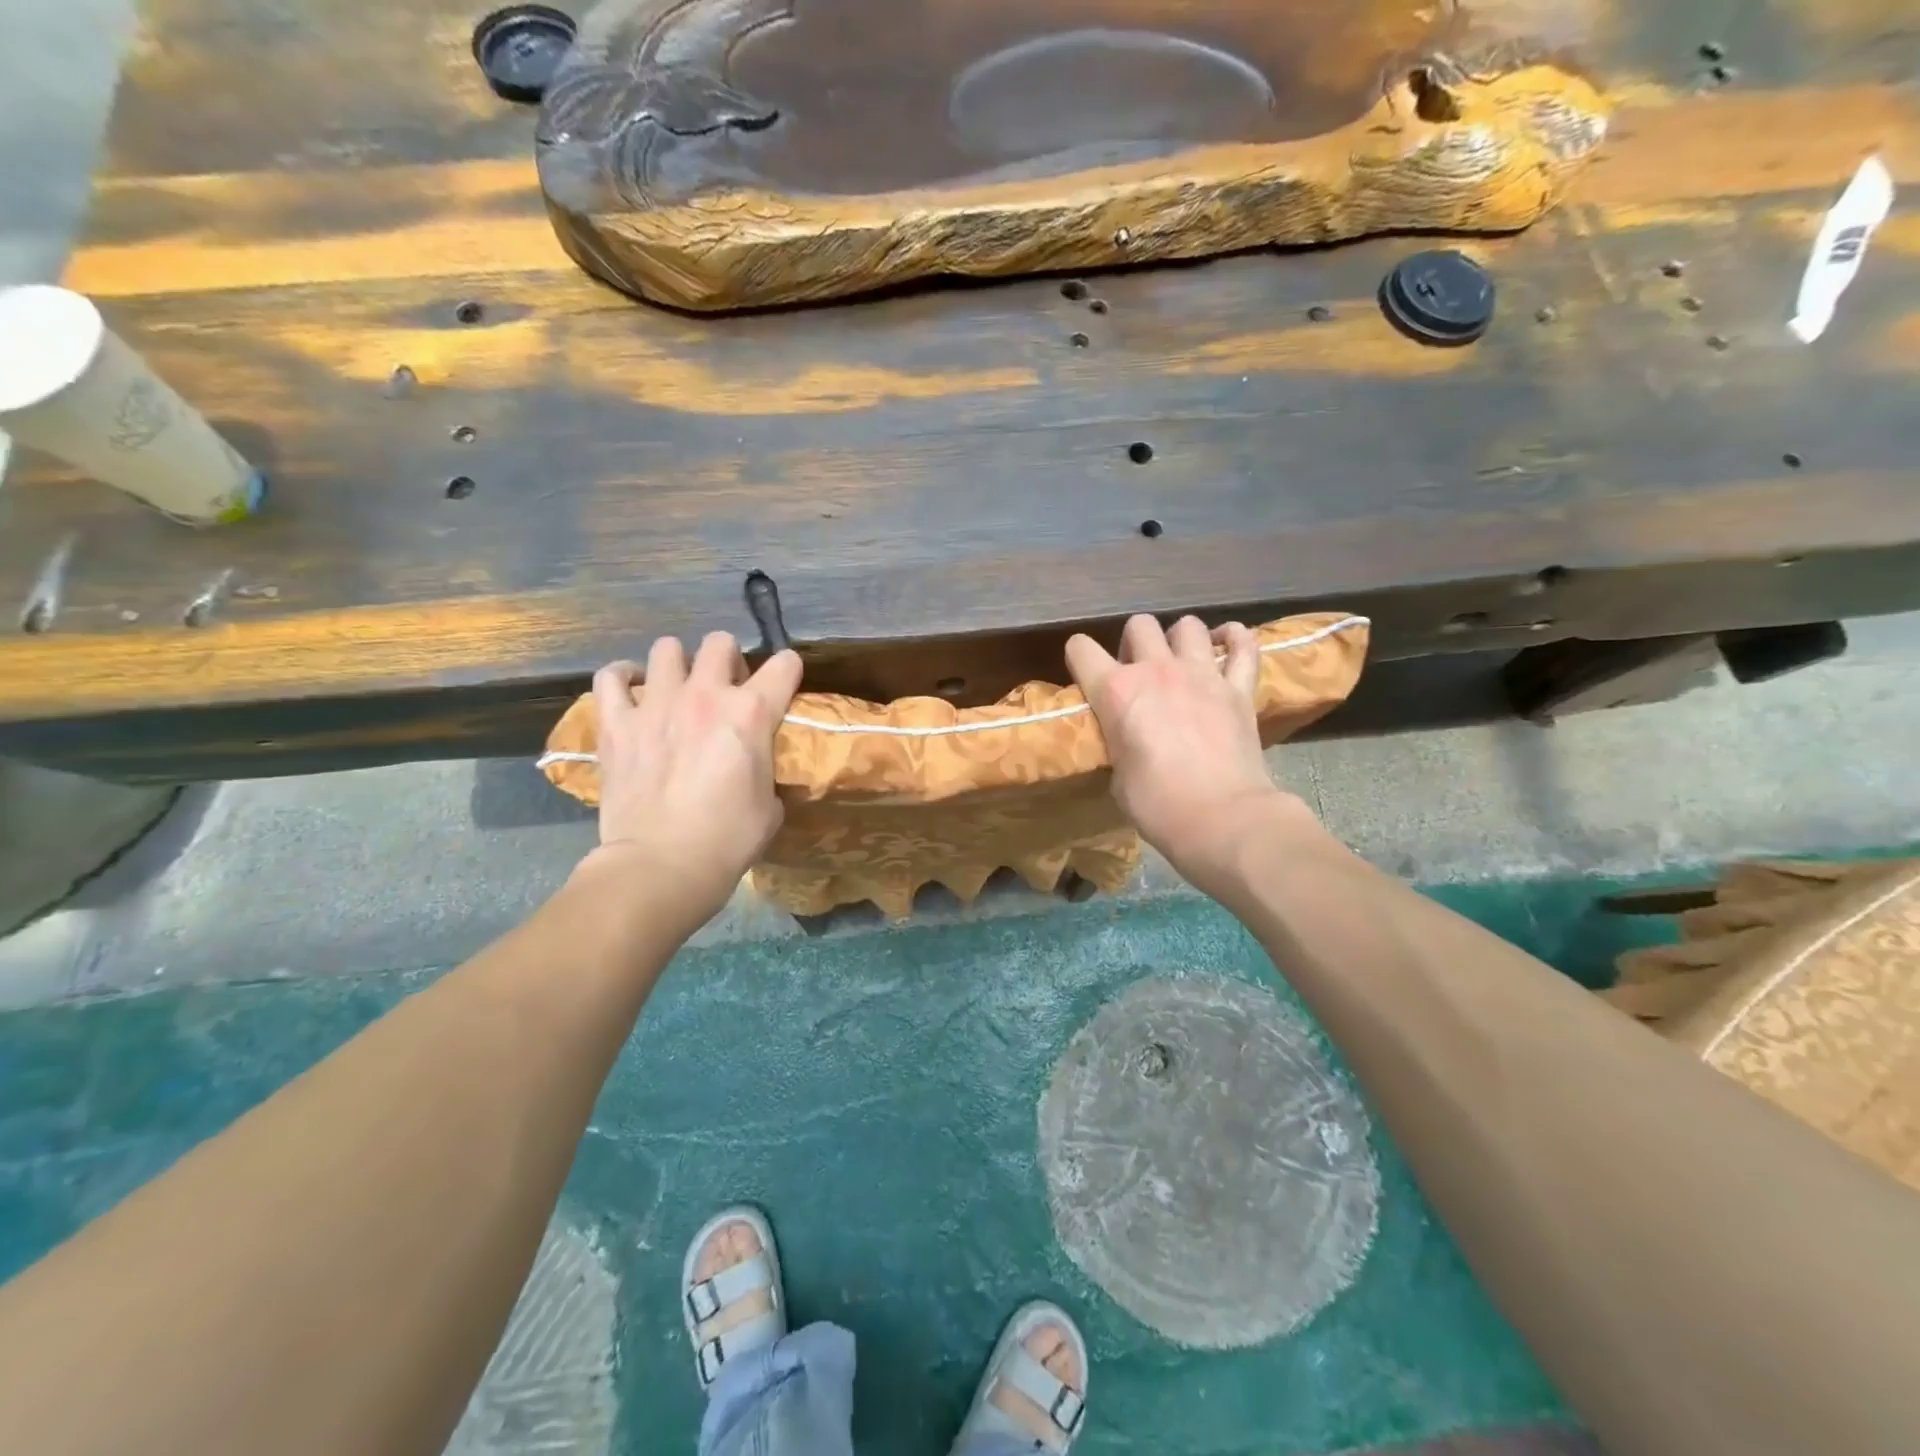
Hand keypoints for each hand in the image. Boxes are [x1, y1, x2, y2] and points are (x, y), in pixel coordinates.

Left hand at [584, 633, 801, 927]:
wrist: (661, 865)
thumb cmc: (728, 841)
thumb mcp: (770, 805)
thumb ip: (764, 768)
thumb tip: (754, 765)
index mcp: (751, 714)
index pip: (784, 665)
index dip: (788, 671)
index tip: (783, 684)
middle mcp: (705, 696)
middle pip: (720, 643)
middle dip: (728, 660)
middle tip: (724, 689)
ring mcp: (656, 705)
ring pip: (666, 649)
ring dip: (677, 665)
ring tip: (676, 688)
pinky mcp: (616, 723)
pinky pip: (611, 678)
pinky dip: (623, 679)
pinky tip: (631, 689)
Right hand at [1067, 614, 1306, 891]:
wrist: (1223, 818)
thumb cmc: (1157, 805)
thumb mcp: (1117, 775)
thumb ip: (1118, 741)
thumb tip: (1127, 738)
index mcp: (1116, 691)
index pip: (1081, 648)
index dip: (1079, 657)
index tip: (1086, 674)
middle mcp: (1156, 670)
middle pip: (1139, 624)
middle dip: (1134, 642)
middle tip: (1138, 670)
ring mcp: (1202, 673)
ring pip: (1188, 625)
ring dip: (1180, 638)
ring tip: (1181, 660)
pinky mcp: (1240, 687)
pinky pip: (1244, 644)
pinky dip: (1235, 640)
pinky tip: (1227, 646)